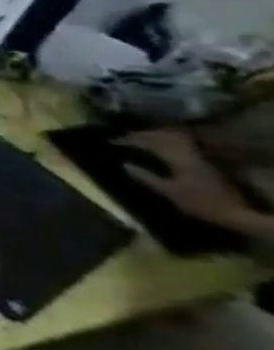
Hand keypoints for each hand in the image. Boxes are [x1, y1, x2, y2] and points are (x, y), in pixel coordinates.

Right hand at [123, 127, 273, 241]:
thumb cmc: (200, 204)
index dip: (129, 140)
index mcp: (178, 159)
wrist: (238, 214)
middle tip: (122, 137)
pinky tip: (158, 148)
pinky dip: (165, 143)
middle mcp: (189, 153)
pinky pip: (180, 145)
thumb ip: (146, 178)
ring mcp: (198, 157)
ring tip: (138, 139)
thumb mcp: (169, 193)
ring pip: (173, 139)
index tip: (111, 140)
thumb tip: (124, 164)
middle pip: (162, 136)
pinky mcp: (203, 162)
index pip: (149, 142)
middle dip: (140, 134)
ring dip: (154, 136)